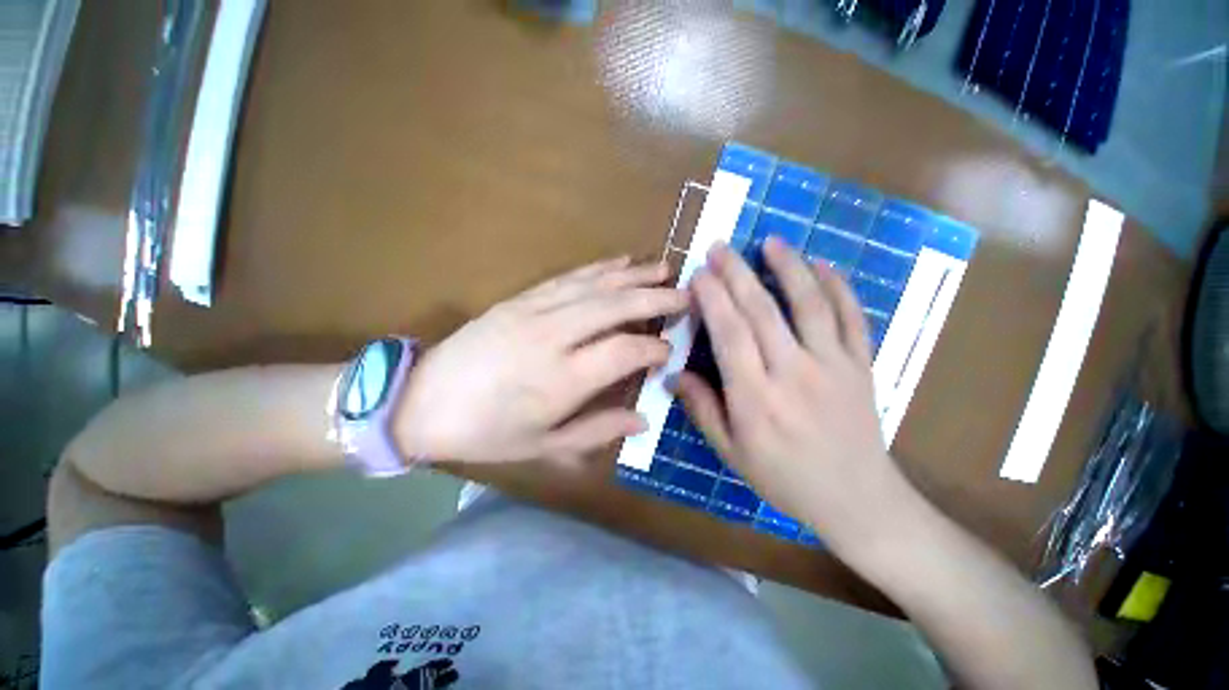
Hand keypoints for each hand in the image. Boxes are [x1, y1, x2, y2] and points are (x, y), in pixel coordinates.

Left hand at [394, 257, 686, 464]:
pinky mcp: (520, 299)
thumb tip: (642, 419)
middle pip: (615, 307)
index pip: (625, 351)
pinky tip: (619, 261)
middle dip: (656, 298)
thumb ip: (597, 431)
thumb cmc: (485, 433)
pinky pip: (567, 277)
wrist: (421, 401)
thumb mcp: (543, 446)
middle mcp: (553, 337)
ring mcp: (534, 311)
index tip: (669, 351)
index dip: (654, 349)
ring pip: (594, 285)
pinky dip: (598, 268)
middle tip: (686, 294)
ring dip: (633, 275)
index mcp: (561, 380)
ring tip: (663, 266)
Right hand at [676, 237, 912, 551]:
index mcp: (756, 398)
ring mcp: (833, 365)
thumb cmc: (784, 478)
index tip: (698, 274)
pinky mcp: (861, 365)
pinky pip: (852, 318)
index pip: (730, 335)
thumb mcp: (731, 452)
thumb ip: (701, 409)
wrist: (857, 500)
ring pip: (809, 305)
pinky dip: (838, 287)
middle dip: (737, 274)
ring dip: (789, 268)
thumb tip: (672, 374)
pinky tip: (822, 265)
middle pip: (762, 312)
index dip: (713, 300)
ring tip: (770, 241)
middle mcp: (793, 373)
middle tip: (720, 247)